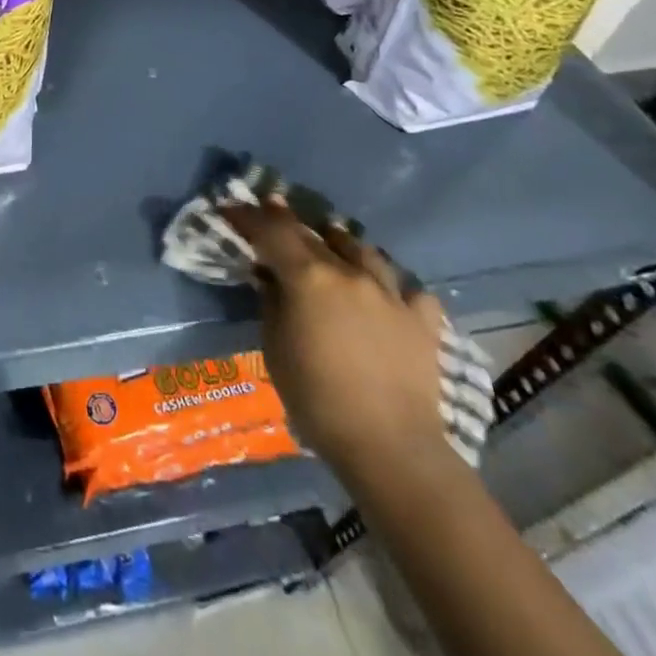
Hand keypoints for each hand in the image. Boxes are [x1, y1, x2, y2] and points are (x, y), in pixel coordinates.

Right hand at [222, 198, 447, 481]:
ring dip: (342, 244)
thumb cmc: (318, 399)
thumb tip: (270, 277)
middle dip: (289, 222)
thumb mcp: (275, 348)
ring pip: (365, 251)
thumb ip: (272, 302)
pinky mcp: (423, 321)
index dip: (249, 216)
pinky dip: (393, 287)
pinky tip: (388, 296)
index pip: (272, 232)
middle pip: (315, 235)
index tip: (232, 208)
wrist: (391, 448)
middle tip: (273, 211)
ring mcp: (391, 294)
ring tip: (332, 244)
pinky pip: (409, 290)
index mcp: (309, 277)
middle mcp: (351, 273)